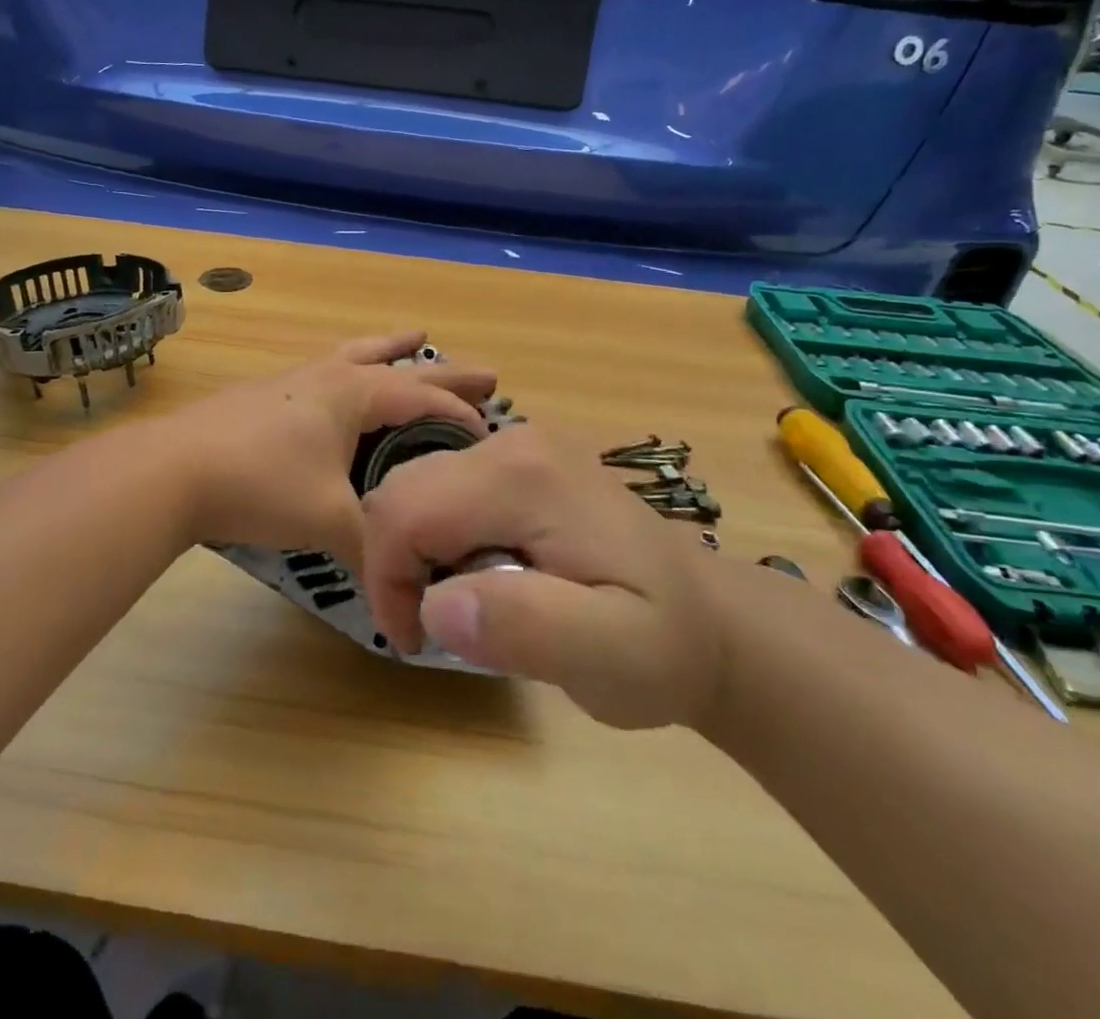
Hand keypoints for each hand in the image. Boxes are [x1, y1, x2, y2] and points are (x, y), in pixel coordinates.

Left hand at [166, 331, 495, 561]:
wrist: (172, 471)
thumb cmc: (260, 484)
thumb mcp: (328, 520)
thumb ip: (373, 548)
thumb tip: (402, 593)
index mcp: (354, 392)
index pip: (424, 399)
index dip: (462, 417)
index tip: (494, 435)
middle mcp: (329, 375)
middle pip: (400, 365)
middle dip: (445, 371)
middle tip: (487, 371)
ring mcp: (294, 380)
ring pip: (356, 355)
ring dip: (391, 350)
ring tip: (414, 336)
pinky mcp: (266, 395)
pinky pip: (326, 372)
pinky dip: (352, 369)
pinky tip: (340, 381)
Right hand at [359, 424, 726, 729]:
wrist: (711, 616)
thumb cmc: (665, 644)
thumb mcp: (614, 657)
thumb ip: (528, 627)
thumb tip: (436, 605)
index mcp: (523, 478)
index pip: (406, 510)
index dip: (388, 579)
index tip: (416, 641)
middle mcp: (511, 442)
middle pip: (402, 488)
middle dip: (394, 562)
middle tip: (432, 628)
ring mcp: (516, 445)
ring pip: (416, 486)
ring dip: (413, 551)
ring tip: (460, 606)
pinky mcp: (519, 460)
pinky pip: (443, 488)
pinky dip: (434, 535)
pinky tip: (478, 574)